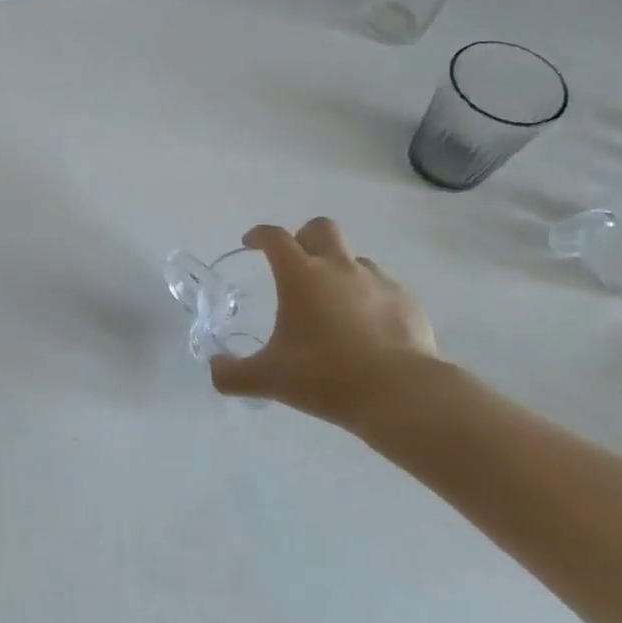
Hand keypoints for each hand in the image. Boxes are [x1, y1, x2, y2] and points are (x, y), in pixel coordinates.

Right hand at [208, 219, 439, 423]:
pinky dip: (370, 298)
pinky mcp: (407, 301)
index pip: (274, 237)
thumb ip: (234, 374)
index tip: (251, 244)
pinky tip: (368, 328)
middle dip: (304, 237)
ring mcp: (377, 281)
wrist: (402, 394)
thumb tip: (214, 370)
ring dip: (340, 270)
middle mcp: (338, 267)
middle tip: (296, 264)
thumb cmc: (327, 377)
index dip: (259, 235)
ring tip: (334, 305)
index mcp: (300, 275)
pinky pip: (383, 287)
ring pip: (354, 258)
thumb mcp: (270, 379)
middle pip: (320, 228)